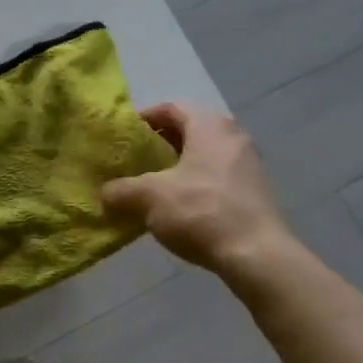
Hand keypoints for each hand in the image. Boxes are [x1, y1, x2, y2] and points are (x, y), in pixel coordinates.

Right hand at [102, 103, 294, 280]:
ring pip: (203, 156)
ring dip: (177, 168)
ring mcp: (249, 164)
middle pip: (188, 131)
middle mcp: (233, 136)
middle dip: (159, 146)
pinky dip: (195, 185)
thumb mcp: (149, 197)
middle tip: (134, 164)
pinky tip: (179, 209)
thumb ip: (121, 190)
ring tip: (152, 189)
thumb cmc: (201, 211)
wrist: (257, 255)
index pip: (170, 107)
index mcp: (209, 125)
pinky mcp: (255, 192)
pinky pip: (217, 178)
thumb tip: (106, 192)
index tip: (123, 139)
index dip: (143, 119)